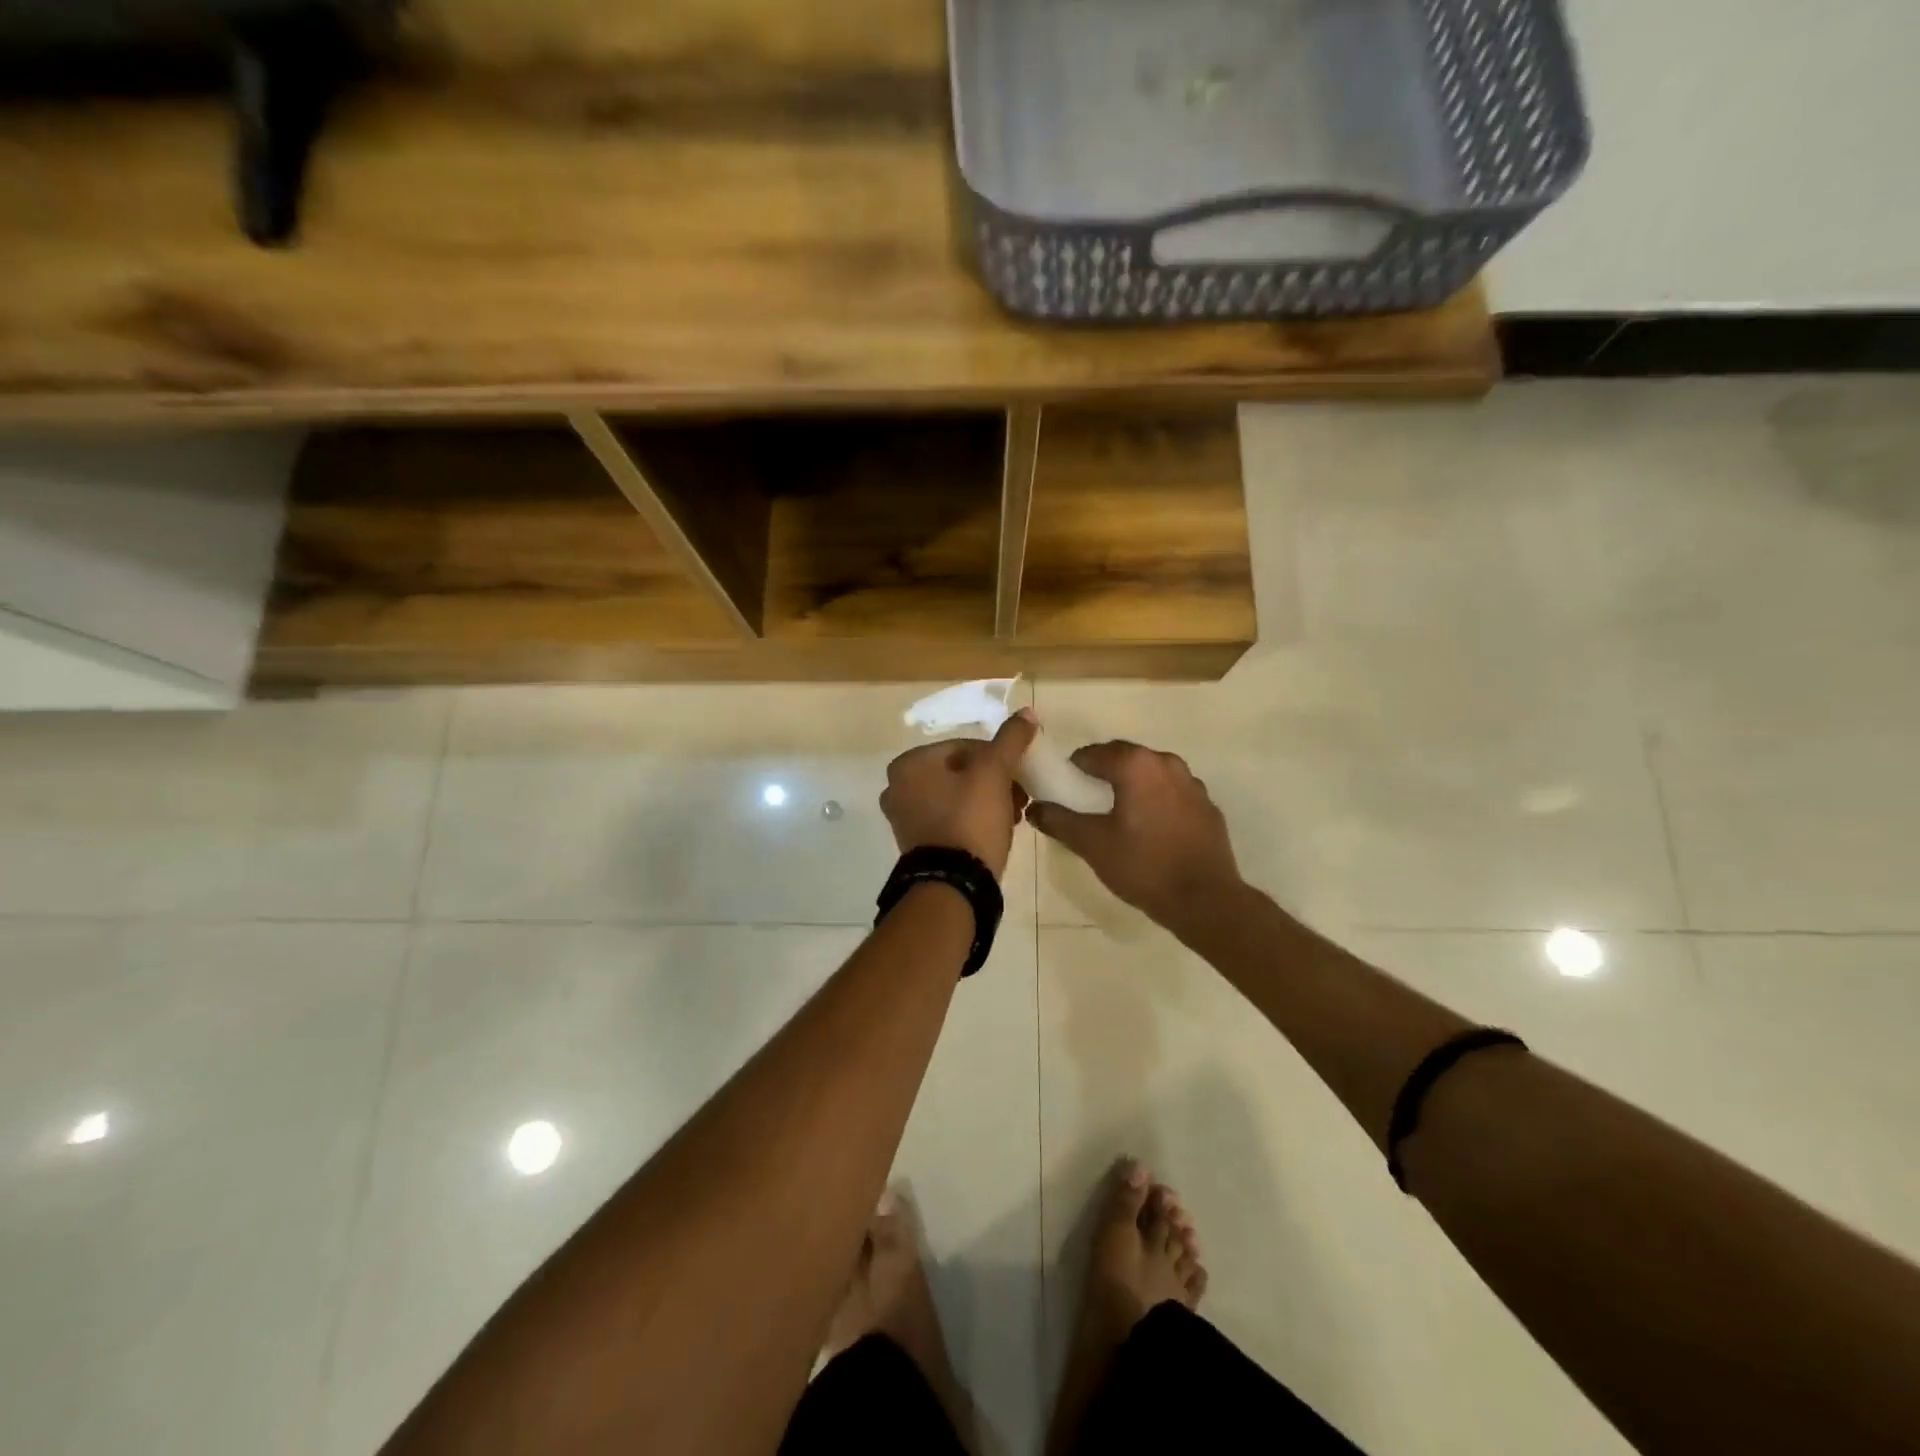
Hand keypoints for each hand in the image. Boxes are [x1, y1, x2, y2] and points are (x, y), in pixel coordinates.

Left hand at [881, 712, 1037, 880]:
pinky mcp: (917, 844)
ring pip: (957, 796)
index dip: (998, 758)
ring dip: (988, 800)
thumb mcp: (995, 773)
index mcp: (909, 764)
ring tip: (1014, 815)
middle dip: (994, 781)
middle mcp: (898, 787)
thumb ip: (1010, 740)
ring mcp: (904, 818)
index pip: (964, 747)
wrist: (954, 885)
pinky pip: (950, 820)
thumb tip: (1026, 712)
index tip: (1020, 776)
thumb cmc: (971, 820)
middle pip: (960, 772)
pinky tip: (997, 830)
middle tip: (1020, 796)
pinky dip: (973, 820)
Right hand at [1027, 741, 1241, 930]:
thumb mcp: (1092, 844)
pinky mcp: (1207, 806)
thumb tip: (1035, 808)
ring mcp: (1192, 784)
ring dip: (1131, 786)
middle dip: (1102, 774)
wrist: (1205, 900)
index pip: (1093, 753)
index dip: (1073, 769)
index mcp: (1136, 765)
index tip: (1064, 790)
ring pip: (1150, 774)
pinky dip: (1156, 801)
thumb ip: (1059, 821)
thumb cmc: (1143, 866)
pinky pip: (1172, 793)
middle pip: (1124, 758)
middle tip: (1086, 802)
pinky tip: (1150, 830)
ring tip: (1118, 816)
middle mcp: (1166, 763)